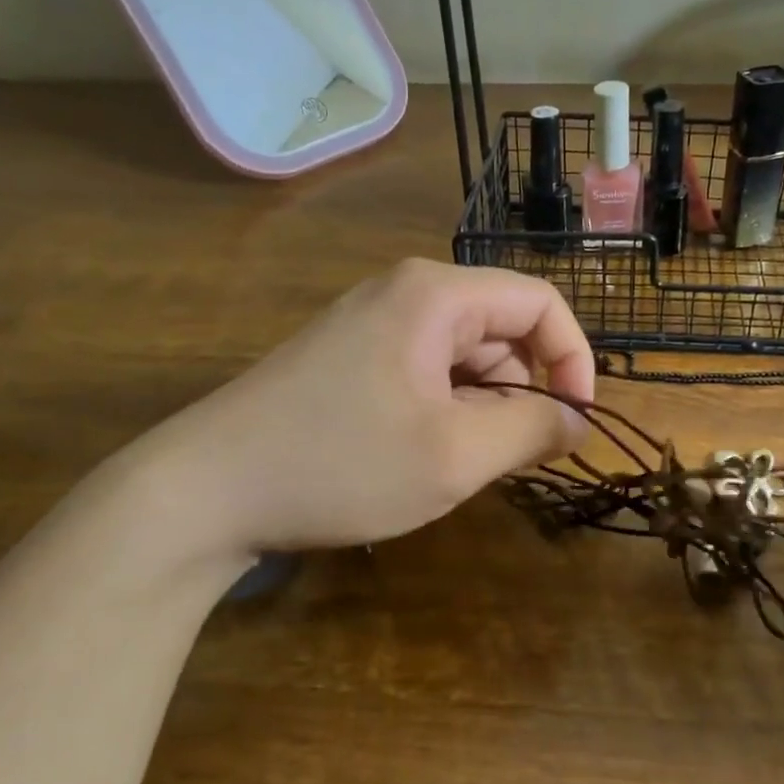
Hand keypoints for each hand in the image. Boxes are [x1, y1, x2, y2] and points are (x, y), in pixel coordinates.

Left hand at [122, 259, 593, 565]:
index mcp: (436, 295)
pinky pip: (425, 372)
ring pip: (463, 357)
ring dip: (482, 408)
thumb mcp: (455, 455)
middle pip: (501, 329)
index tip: (575, 423)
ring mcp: (370, 323)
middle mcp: (405, 294)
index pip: (540, 302)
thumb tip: (578, 419)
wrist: (205, 490)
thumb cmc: (341, 465)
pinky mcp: (348, 357)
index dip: (574, 359)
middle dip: (523, 391)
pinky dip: (445, 411)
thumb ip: (531, 430)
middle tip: (511, 459)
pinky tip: (422, 456)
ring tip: (459, 464)